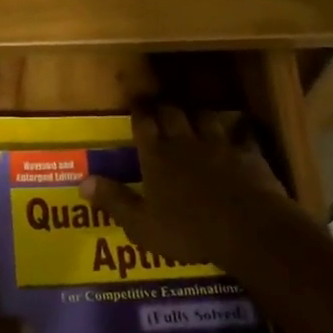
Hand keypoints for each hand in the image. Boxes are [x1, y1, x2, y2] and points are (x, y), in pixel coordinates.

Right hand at [79, 104, 303, 271]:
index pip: (143, 125)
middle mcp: (186, 144)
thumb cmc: (188, 231)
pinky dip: (240, 130)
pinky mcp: (250, 156)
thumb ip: (114, 200)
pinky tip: (241, 130)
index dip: (138, 112)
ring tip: (194, 112)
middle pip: (173, 114)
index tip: (135, 101)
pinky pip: (244, 135)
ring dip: (198, 114)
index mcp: (157, 158)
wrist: (247, 229)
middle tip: (160, 104)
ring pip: (206, 118)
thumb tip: (82, 182)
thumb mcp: (141, 224)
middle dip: (164, 107)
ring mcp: (220, 147)